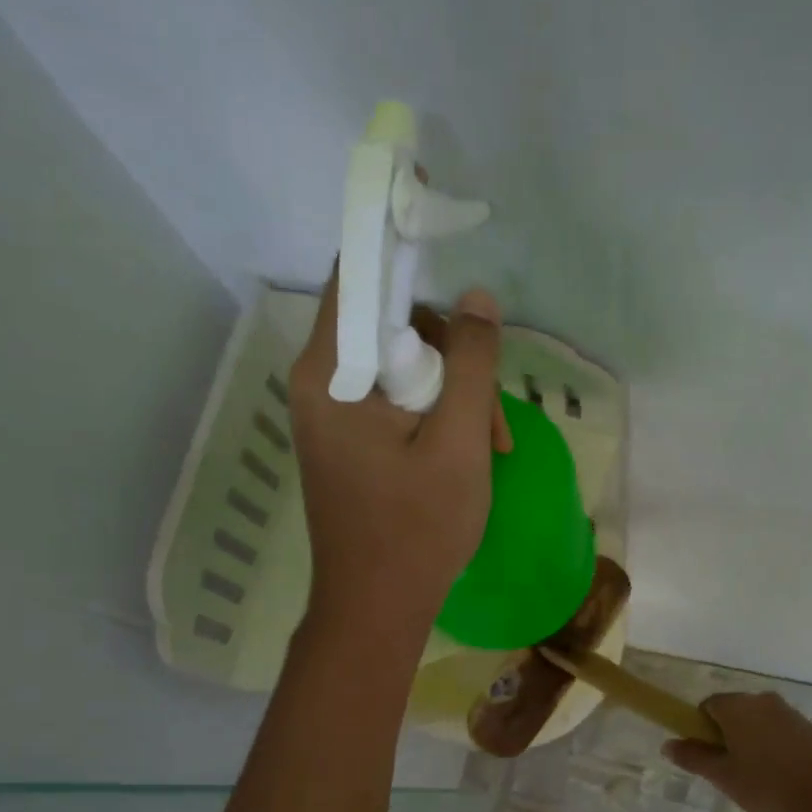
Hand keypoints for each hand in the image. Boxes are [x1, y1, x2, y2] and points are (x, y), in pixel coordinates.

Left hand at [289, 266, 508, 637]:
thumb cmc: (417, 529)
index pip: (357, 275)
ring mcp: (332, 415)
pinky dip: (435, 417)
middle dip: (450, 357)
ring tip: (491, 447)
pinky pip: (395, 402)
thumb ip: (470, 364)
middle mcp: (320, 384)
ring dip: (452, 395)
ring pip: (400, 368)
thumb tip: (478, 299)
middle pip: (389, 326)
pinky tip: (469, 454)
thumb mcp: (458, 442)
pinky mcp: (348, 440)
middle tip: (491, 414)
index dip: (393, 235)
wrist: (375, 609)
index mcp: (330, 374)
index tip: (430, 202)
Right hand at [664, 692, 811, 811]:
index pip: (707, 706)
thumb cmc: (770, 784)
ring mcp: (788, 712)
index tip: (708, 758)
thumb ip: (694, 758)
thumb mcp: (724, 776)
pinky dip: (775, 749)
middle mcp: (761, 700)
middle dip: (727, 737)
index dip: (701, 730)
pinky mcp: (810, 727)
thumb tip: (668, 744)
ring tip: (759, 780)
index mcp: (736, 706)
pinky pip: (780, 732)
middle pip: (733, 712)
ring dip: (752, 744)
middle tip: (731, 773)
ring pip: (758, 723)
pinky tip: (782, 778)